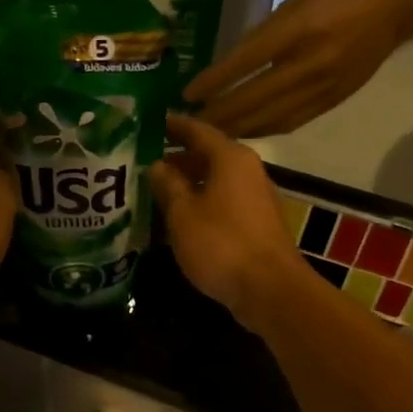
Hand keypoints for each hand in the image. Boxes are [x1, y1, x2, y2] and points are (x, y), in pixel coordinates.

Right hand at [149, 114, 319, 329]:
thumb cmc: (221, 244)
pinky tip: (179, 220)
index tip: (148, 123)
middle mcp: (247, 170)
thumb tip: (156, 164)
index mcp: (230, 158)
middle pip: (207, 156)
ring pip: (215, 181)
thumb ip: (167, 185)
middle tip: (143, 164)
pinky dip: (200, 204)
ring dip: (187, 185)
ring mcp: (255, 198)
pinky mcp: (256, 224)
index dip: (172, 126)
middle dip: (176, 159)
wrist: (269, 289)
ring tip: (155, 192)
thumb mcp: (183, 213)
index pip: (196, 130)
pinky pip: (222, 203)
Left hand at [184, 0, 412, 136]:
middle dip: (219, 113)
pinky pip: (287, 124)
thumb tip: (226, 70)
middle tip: (190, 123)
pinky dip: (260, 130)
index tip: (188, 95)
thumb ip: (261, 38)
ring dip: (236, 128)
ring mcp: (320, 88)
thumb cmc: (334, 3)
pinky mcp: (329, 104)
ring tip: (210, 134)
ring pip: (268, 117)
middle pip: (253, 97)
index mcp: (298, 30)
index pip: (247, 60)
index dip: (215, 80)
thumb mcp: (293, 8)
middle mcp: (308, 62)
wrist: (388, 14)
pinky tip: (242, 134)